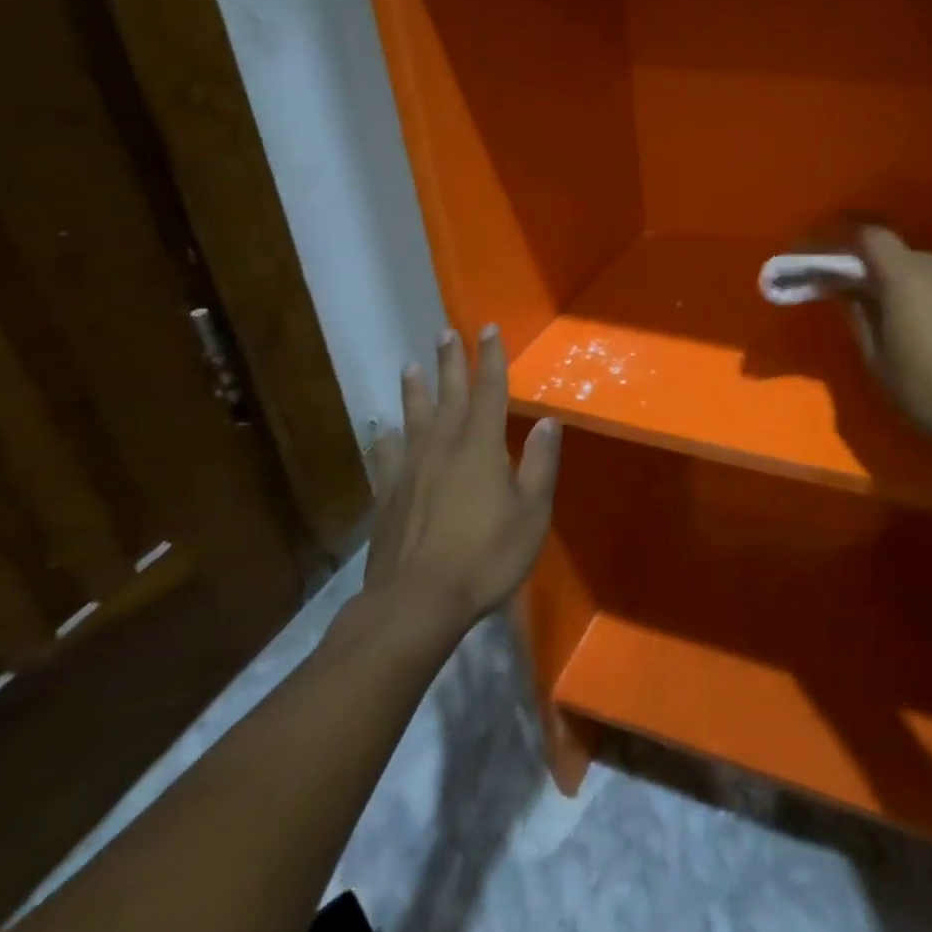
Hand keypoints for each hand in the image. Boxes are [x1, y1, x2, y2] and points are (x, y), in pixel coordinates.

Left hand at [362, 325, 560, 632]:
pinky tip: (383, 432)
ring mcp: (410, 470)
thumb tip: (548, 422)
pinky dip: (385, 440)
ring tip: (409, 366)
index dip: (491, 359)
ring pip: (413, 419)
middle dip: (450, 362)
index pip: (489, 391)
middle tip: (445, 332)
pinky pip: (387, 457)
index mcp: (481, 446)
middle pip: (448, 395)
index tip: (488, 329)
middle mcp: (443, 447)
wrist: (417, 602)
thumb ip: (539, 464)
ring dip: (414, 391)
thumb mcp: (531, 513)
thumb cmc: (485, 556)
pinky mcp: (389, 496)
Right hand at [847, 226, 931, 448]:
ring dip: (905, 282)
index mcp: (904, 278)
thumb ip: (858, 314)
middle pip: (899, 252)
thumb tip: (844, 289)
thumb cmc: (924, 388)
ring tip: (897, 317)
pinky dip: (930, 296)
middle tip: (861, 298)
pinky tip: (930, 330)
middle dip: (877, 268)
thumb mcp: (876, 357)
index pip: (872, 236)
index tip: (835, 268)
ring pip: (926, 268)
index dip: (850, 245)